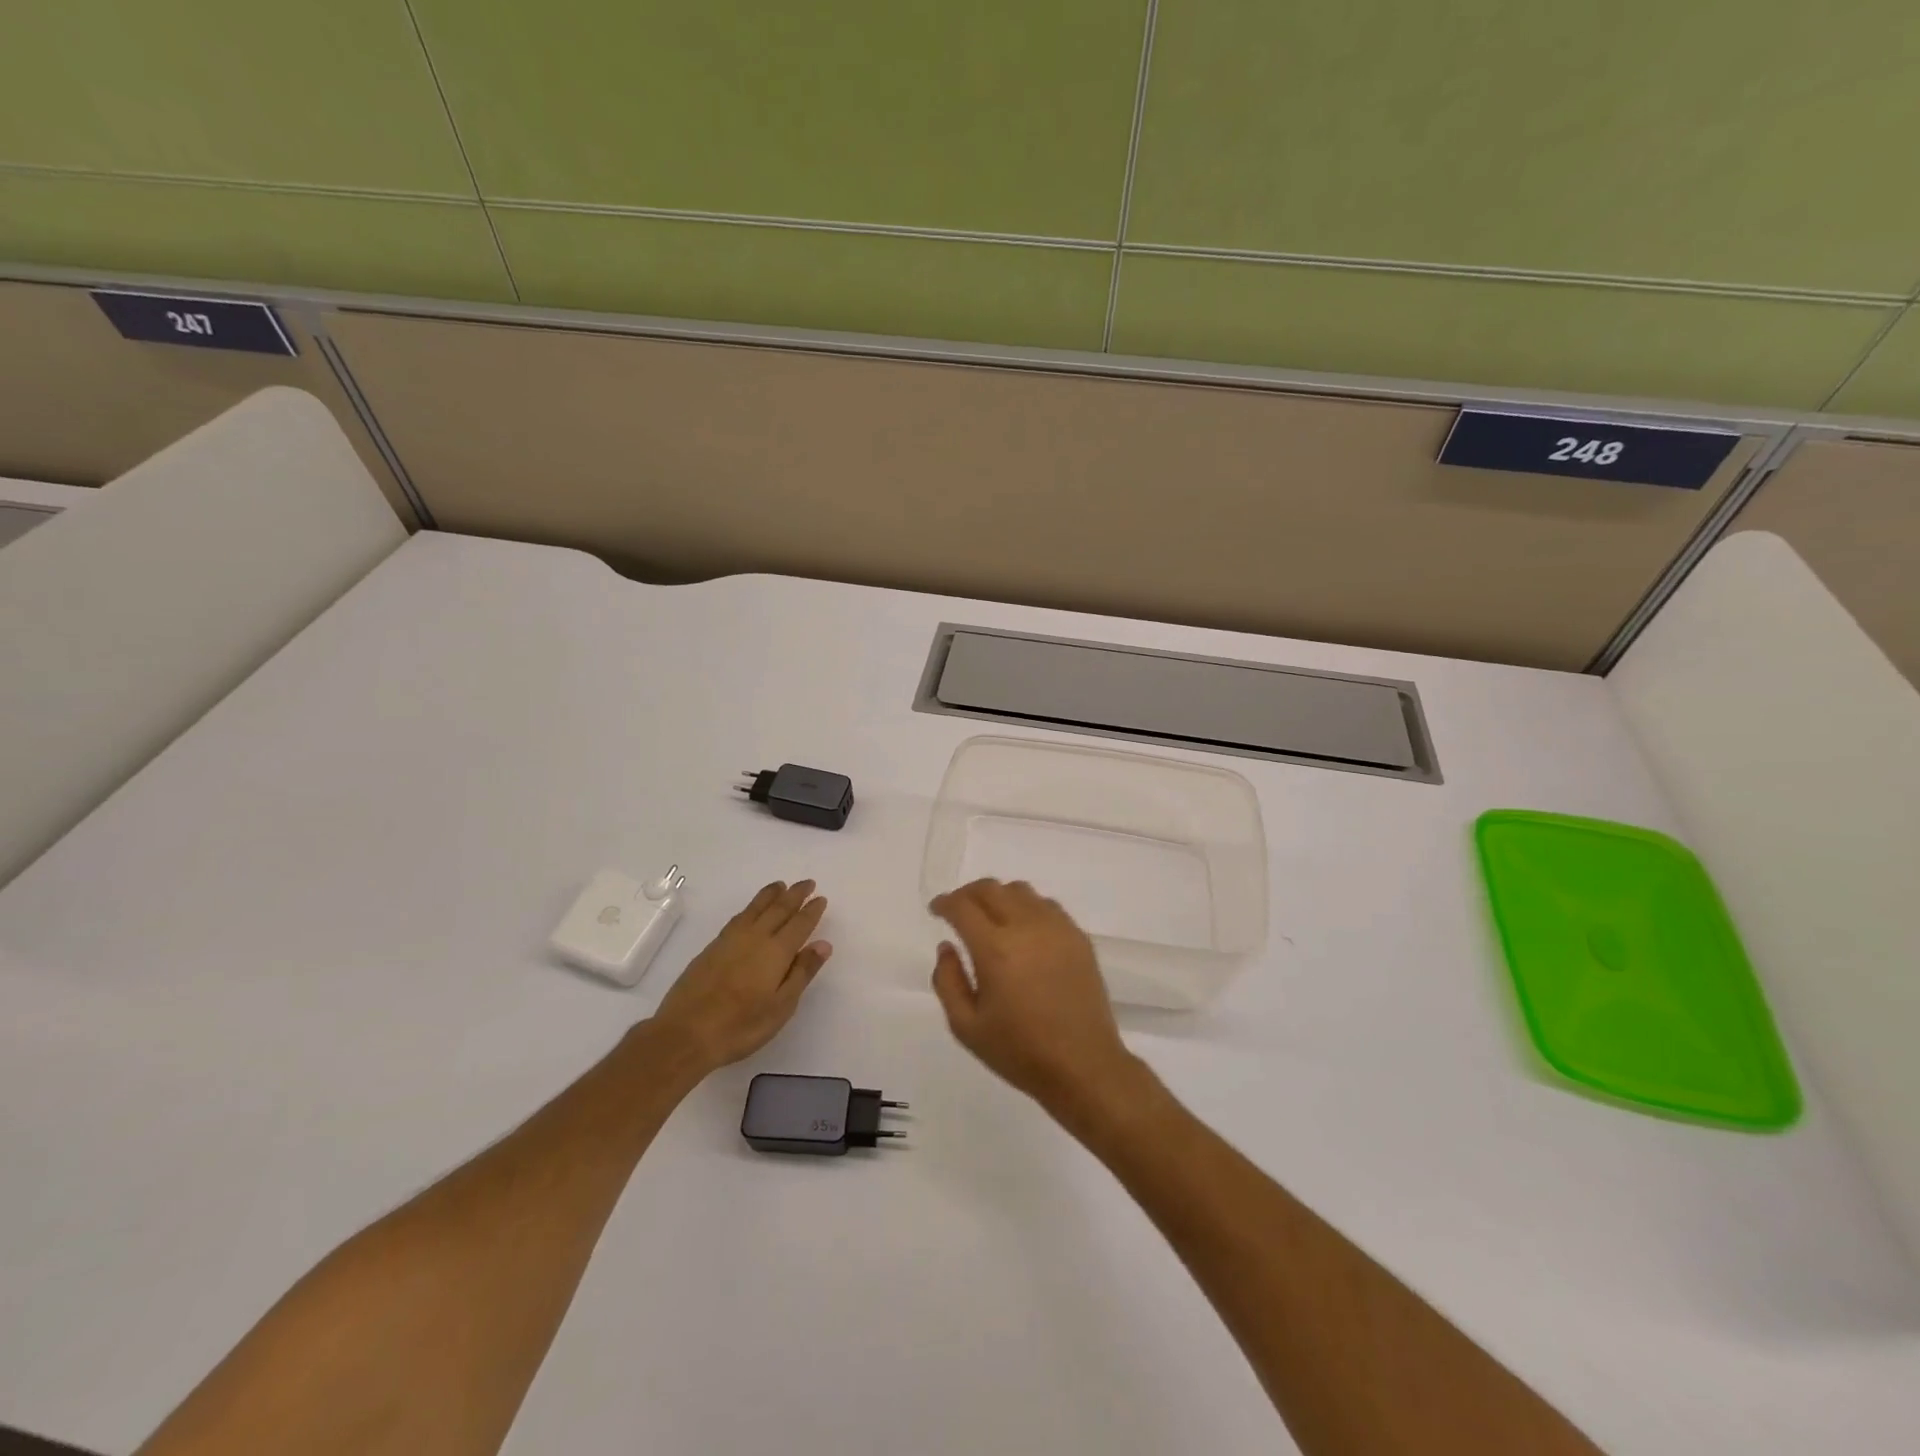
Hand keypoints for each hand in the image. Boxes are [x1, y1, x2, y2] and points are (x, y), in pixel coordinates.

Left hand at [654, 880, 830, 1072]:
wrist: (685, 1034)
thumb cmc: (741, 1027)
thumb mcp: (781, 1006)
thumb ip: (802, 972)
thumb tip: (823, 944)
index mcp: (776, 952)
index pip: (799, 924)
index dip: (811, 911)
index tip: (820, 898)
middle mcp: (755, 938)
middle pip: (778, 909)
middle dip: (795, 895)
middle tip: (807, 882)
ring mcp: (730, 940)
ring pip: (755, 908)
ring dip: (771, 895)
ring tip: (781, 885)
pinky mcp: (712, 948)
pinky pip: (738, 917)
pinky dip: (750, 908)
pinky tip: (751, 910)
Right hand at [929, 879, 1137, 1111]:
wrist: (1083, 1066)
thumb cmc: (1019, 1051)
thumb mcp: (967, 1027)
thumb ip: (947, 981)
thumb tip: (947, 947)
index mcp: (995, 949)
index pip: (963, 906)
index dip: (945, 903)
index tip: (936, 910)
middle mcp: (1026, 927)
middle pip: (991, 889)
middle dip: (968, 894)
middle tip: (958, 911)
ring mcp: (1057, 928)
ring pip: (1021, 891)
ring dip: (998, 897)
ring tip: (991, 918)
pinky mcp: (1078, 937)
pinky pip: (1047, 905)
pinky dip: (1027, 907)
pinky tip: (1023, 930)